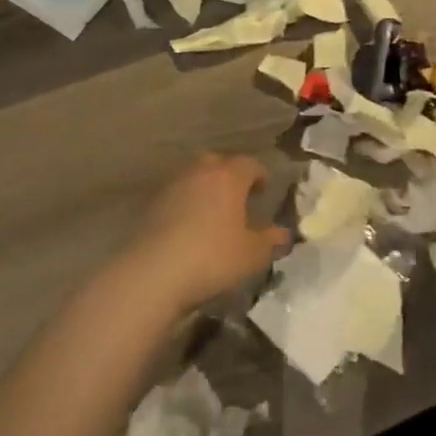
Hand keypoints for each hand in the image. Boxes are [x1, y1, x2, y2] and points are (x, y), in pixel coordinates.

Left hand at [116, 154, 288, 317]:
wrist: (153, 273)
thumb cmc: (213, 258)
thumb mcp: (253, 255)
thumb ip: (272, 240)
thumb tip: (284, 232)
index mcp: (228, 176)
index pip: (249, 164)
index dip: (260, 175)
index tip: (265, 190)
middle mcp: (199, 172)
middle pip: (218, 163)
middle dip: (231, 176)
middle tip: (239, 198)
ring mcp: (172, 185)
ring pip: (195, 177)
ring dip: (206, 189)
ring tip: (214, 214)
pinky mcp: (151, 204)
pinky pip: (177, 195)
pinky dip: (187, 204)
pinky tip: (190, 227)